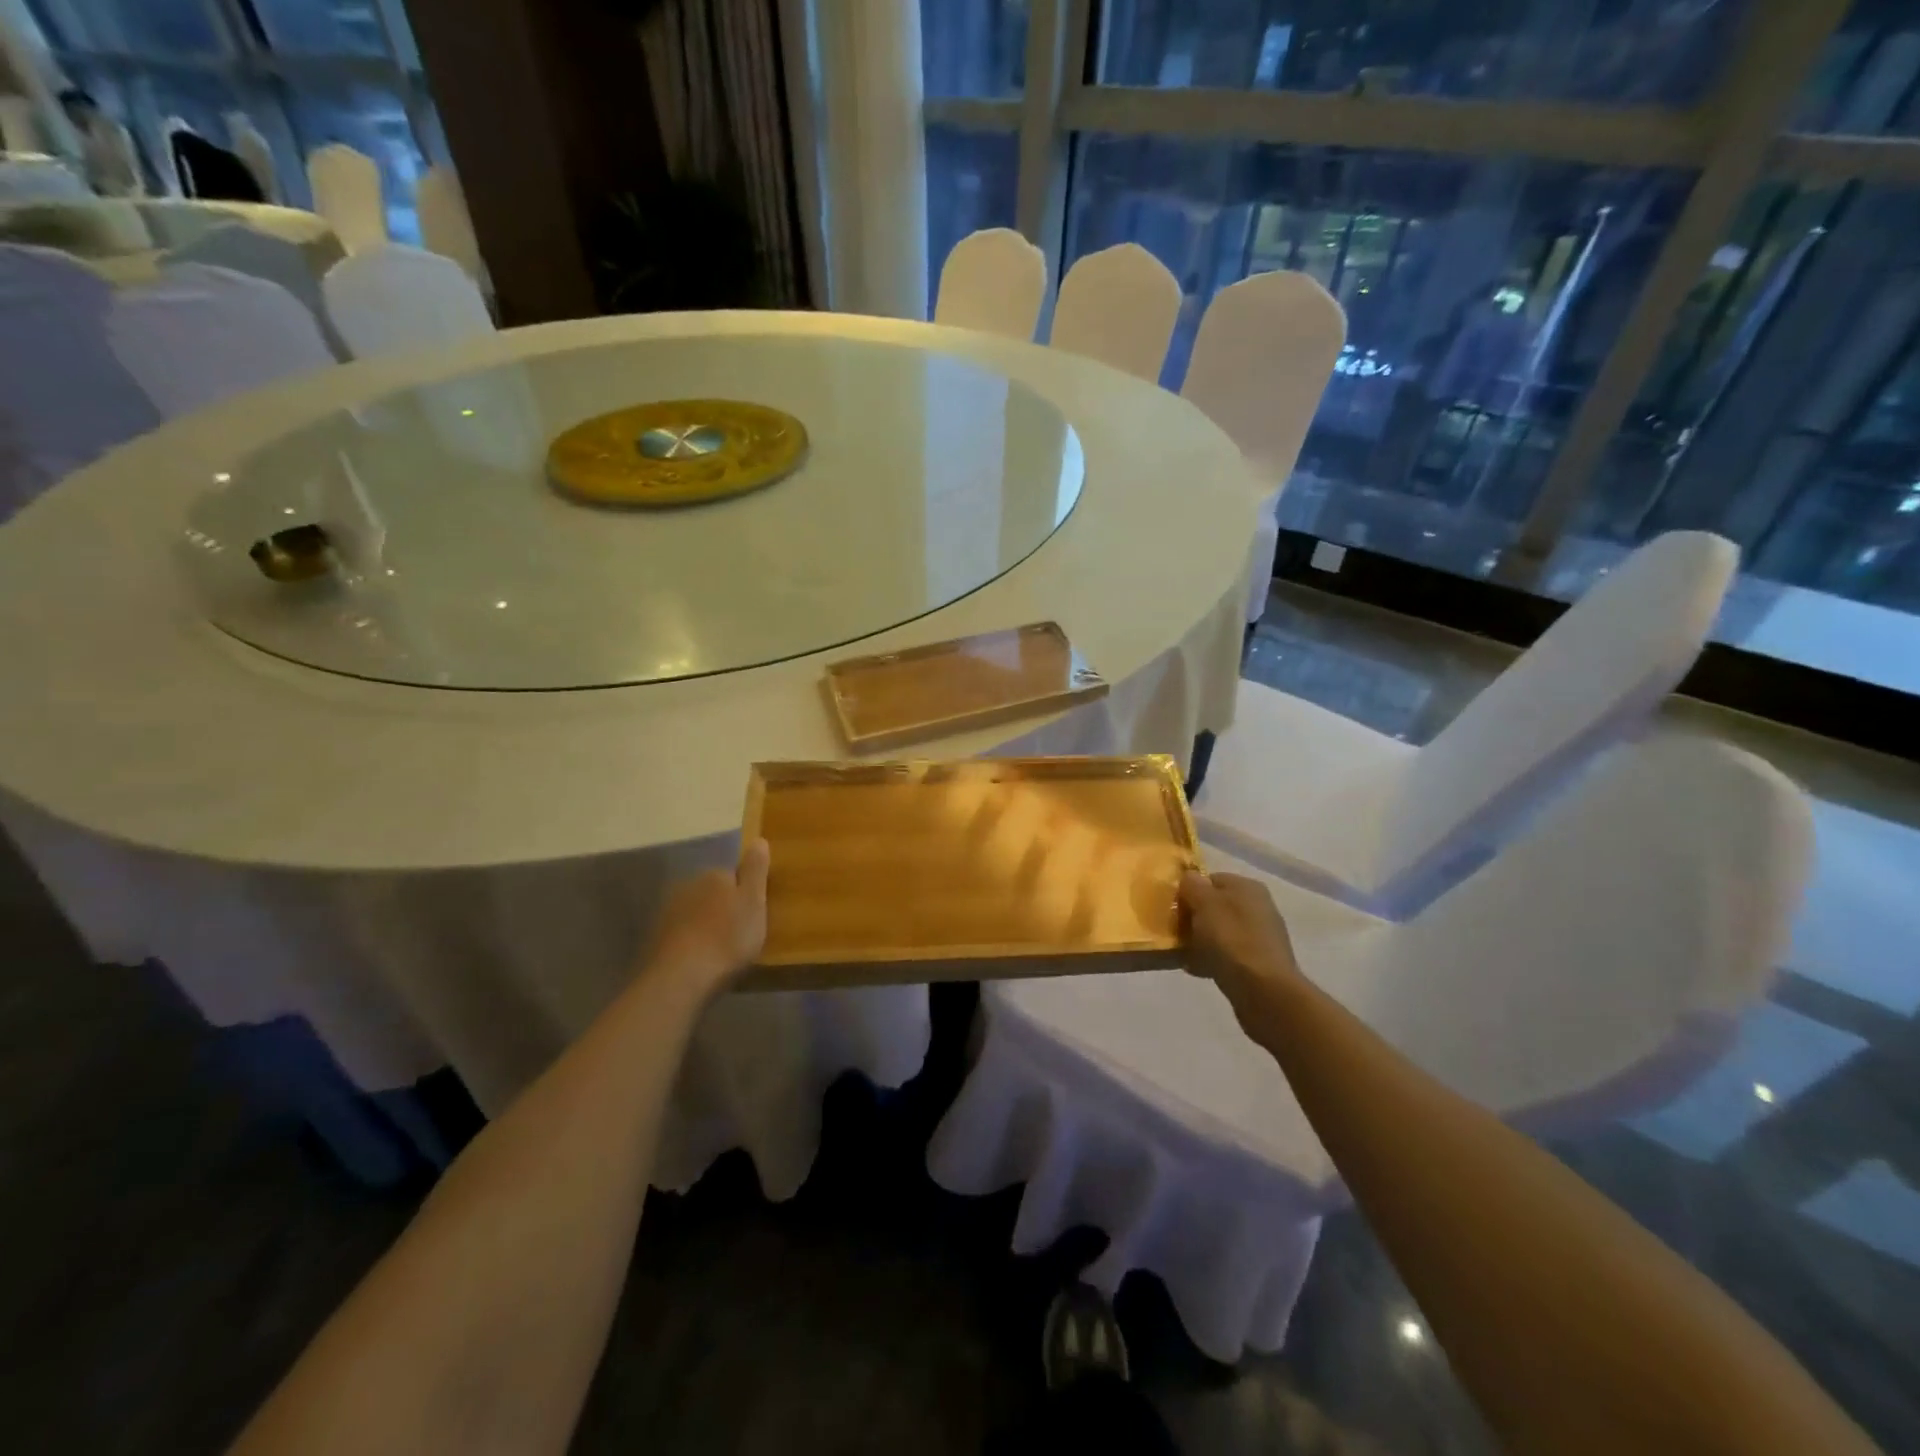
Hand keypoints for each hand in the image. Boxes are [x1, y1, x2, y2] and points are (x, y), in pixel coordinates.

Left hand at [643, 839, 770, 996]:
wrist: (681, 979)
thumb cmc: (727, 938)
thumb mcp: (754, 902)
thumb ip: (756, 870)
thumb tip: (758, 839)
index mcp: (714, 876)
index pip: (733, 875)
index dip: (745, 894)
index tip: (754, 915)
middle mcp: (687, 886)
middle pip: (713, 893)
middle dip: (724, 908)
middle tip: (740, 934)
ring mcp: (668, 912)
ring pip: (695, 913)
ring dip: (706, 925)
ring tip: (720, 951)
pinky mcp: (656, 938)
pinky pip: (681, 934)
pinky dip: (690, 942)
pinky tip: (700, 960)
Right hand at [1180, 870, 1302, 1034]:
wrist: (1264, 991)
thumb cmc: (1231, 939)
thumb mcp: (1204, 903)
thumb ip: (1193, 885)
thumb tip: (1190, 878)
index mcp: (1247, 887)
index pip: (1211, 879)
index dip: (1189, 891)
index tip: (1173, 908)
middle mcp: (1258, 907)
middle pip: (1215, 906)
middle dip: (1194, 918)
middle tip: (1176, 932)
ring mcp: (1261, 936)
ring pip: (1220, 932)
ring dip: (1200, 941)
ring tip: (1184, 954)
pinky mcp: (1259, 963)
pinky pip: (1228, 955)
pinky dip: (1212, 960)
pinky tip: (1198, 970)